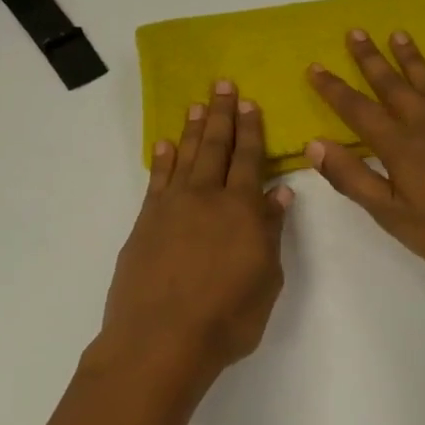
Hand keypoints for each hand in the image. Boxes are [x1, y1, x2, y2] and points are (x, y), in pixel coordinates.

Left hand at [100, 82, 294, 386]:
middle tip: (222, 84)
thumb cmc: (226, 319)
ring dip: (193, 129)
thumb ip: (271, 233)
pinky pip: (157, 180)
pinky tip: (165, 144)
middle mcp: (207, 198)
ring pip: (186, 157)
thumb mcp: (266, 281)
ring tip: (197, 103)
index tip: (250, 103)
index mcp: (242, 211)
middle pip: (216, 148)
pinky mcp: (145, 222)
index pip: (250, 160)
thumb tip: (279, 194)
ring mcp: (171, 207)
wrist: (160, 340)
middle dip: (222, 115)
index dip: (251, 131)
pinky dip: (162, 159)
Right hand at [304, 31, 424, 285]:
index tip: (315, 66)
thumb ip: (353, 179)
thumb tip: (315, 144)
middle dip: (371, 60)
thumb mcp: (392, 216)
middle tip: (356, 31)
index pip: (358, 111)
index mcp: (400, 148)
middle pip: (393, 86)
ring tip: (398, 34)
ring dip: (411, 59)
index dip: (334, 89)